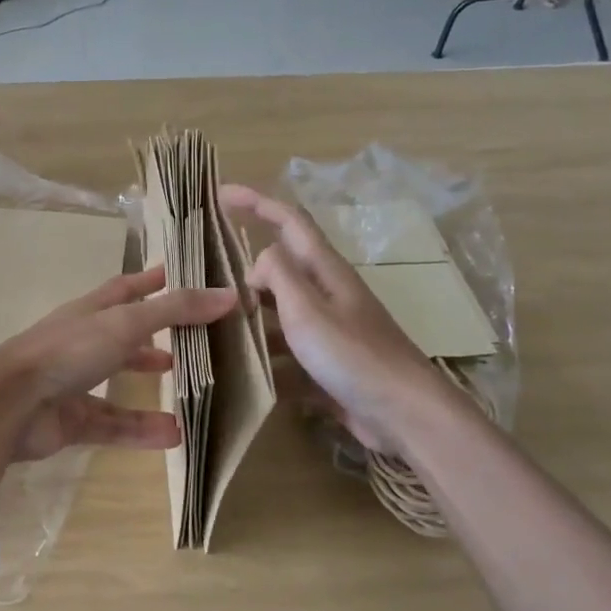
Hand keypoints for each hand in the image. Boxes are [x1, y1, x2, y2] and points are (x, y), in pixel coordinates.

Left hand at [0, 267, 236, 462]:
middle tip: (196, 341)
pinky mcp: (72, 421)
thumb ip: (175, 311)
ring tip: (194, 390)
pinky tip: (175, 435)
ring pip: (121, 383)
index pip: (126, 289)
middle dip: (156, 337)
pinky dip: (141, 429)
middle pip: (125, 336)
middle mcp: (82, 343)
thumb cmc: (67, 351)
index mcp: (90, 312)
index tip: (179, 275)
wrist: (9, 405)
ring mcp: (74, 383)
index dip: (152, 281)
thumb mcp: (125, 323)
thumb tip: (229, 295)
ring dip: (153, 385)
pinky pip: (114, 424)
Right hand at [219, 185, 444, 451]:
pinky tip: (241, 377)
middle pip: (282, 270)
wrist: (404, 415)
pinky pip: (288, 354)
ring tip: (212, 330)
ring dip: (250, 319)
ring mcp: (330, 332)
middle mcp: (328, 295)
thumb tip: (259, 260)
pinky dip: (266, 361)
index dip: (256, 203)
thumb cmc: (354, 356)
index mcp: (326, 272)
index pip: (289, 222)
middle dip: (246, 271)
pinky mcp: (328, 366)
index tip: (221, 196)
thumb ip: (279, 275)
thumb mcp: (308, 310)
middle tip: (207, 285)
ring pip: (280, 315)